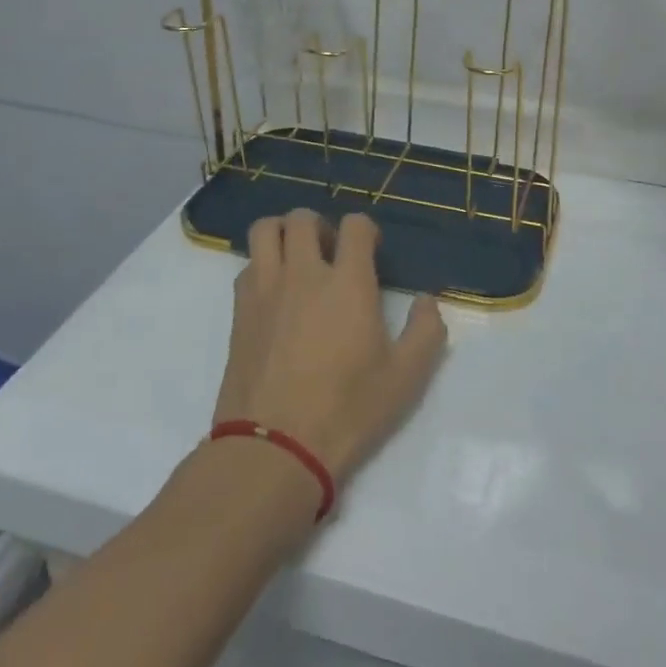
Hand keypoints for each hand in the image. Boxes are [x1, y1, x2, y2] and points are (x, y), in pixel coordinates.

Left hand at [212, 210, 447, 484]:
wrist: (275, 448)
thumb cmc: (347, 410)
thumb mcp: (406, 378)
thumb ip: (426, 331)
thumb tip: (426, 301)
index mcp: (348, 282)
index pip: (355, 225)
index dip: (366, 230)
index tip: (371, 252)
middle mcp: (304, 273)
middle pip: (303, 218)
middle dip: (321, 226)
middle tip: (331, 254)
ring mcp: (265, 289)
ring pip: (266, 230)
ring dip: (283, 234)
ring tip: (297, 260)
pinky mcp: (238, 311)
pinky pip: (247, 266)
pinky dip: (262, 266)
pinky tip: (275, 295)